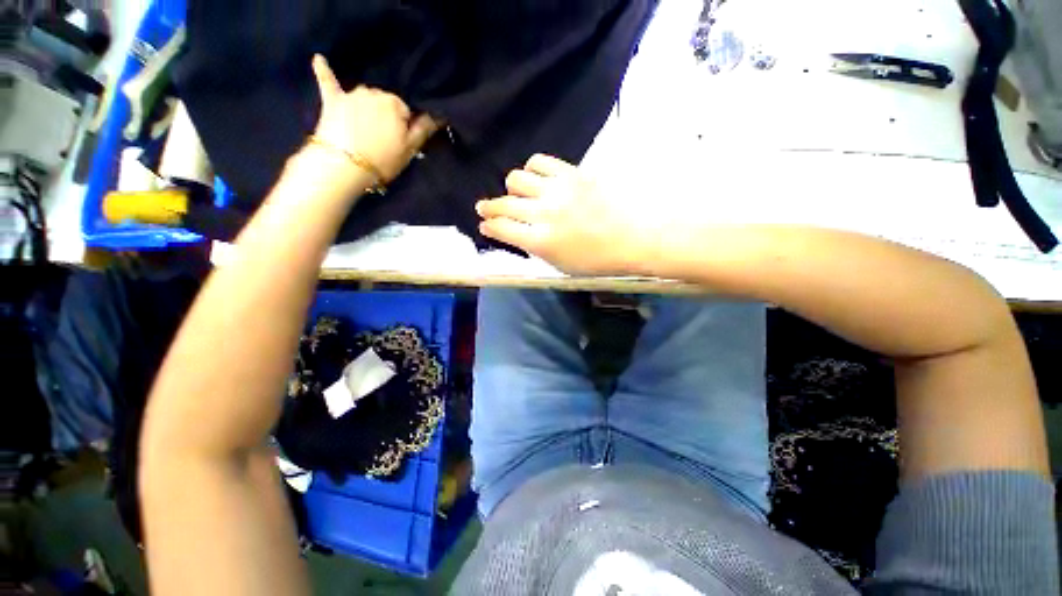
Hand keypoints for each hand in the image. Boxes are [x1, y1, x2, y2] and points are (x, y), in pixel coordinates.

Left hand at [310, 54, 437, 181]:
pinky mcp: (332, 102)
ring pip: (363, 95)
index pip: (403, 111)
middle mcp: (376, 93)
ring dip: (362, 106)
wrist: (339, 169)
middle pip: (382, 102)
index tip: (394, 142)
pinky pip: (327, 81)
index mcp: (397, 104)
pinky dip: (322, 70)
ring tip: (356, 129)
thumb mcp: (409, 149)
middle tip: (374, 141)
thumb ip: (424, 129)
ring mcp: (353, 96)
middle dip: (380, 116)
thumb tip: (440, 113)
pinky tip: (317, 58)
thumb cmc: (378, 161)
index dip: (400, 127)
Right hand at [476, 154, 658, 275]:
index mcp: (541, 242)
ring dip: (512, 188)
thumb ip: (536, 249)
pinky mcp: (571, 172)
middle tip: (486, 207)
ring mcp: (556, 190)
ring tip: (517, 191)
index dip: (489, 227)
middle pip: (503, 204)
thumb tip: (517, 234)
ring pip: (516, 179)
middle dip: (489, 207)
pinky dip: (532, 168)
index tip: (485, 225)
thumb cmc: (602, 259)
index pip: (501, 229)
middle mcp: (543, 214)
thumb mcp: (563, 265)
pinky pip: (539, 161)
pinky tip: (537, 175)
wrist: (637, 235)